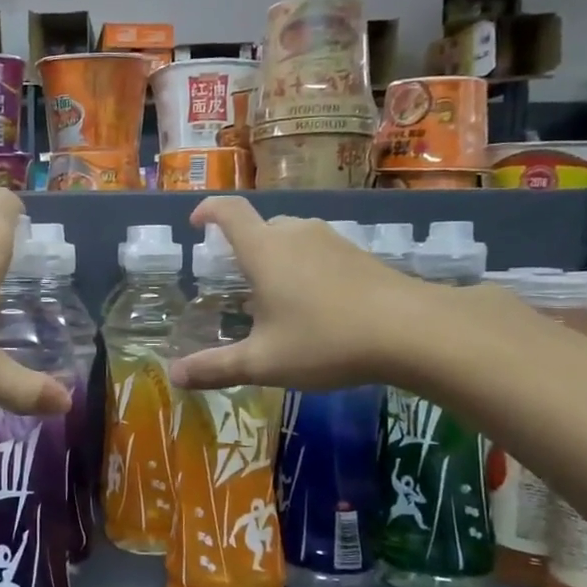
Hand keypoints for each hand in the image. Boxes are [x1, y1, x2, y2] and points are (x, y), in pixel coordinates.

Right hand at [166, 196, 443, 390]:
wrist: (413, 331)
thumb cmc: (325, 340)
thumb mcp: (263, 362)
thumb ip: (215, 367)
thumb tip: (173, 375)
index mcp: (264, 250)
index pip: (229, 212)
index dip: (208, 211)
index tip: (196, 223)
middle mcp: (295, 234)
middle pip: (261, 227)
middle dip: (242, 249)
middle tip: (236, 284)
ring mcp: (331, 241)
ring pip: (291, 240)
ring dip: (275, 261)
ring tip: (273, 301)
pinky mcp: (358, 254)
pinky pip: (317, 252)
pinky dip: (303, 270)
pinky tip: (314, 307)